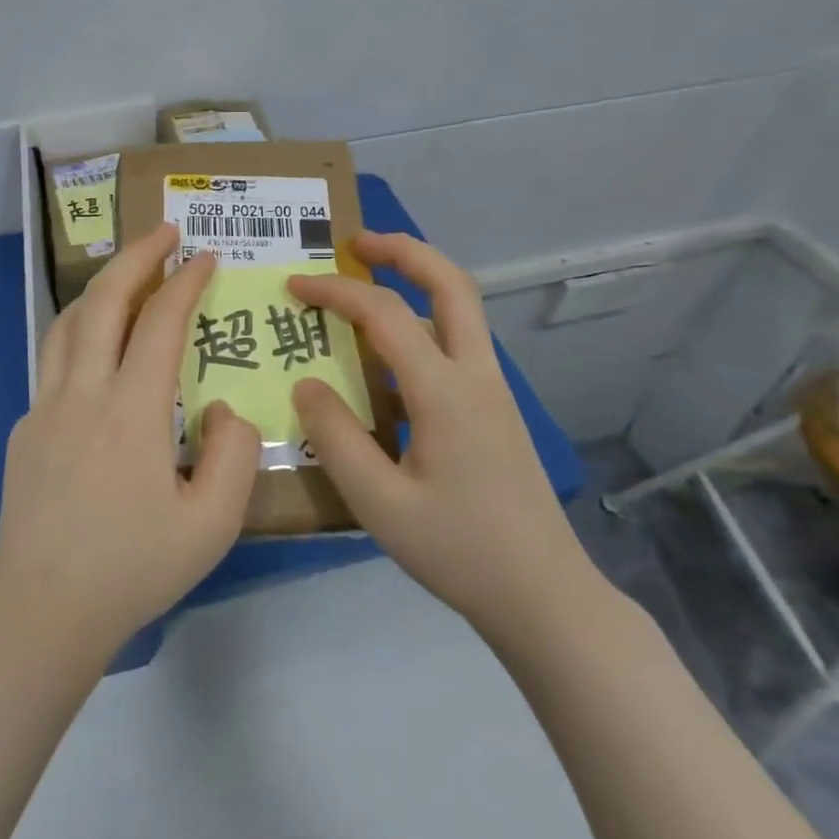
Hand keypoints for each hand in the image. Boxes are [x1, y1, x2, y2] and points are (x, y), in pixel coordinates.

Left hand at [0, 223, 260, 662]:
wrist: (42, 611)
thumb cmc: (133, 569)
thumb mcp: (213, 523)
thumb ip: (234, 454)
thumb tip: (221, 408)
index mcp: (131, 410)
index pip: (160, 322)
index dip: (186, 281)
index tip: (207, 256)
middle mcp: (83, 393)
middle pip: (104, 301)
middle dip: (137, 256)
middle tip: (164, 231)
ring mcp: (44, 408)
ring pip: (69, 323)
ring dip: (102, 287)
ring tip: (129, 274)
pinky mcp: (24, 429)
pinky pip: (54, 361)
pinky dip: (81, 333)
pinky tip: (98, 351)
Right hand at [288, 233, 597, 641]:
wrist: (544, 595)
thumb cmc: (460, 552)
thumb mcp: (380, 504)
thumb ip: (336, 438)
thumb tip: (307, 384)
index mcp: (445, 392)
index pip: (385, 314)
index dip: (336, 291)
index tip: (294, 287)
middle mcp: (476, 375)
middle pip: (451, 283)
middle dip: (403, 251)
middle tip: (357, 243)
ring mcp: (493, 390)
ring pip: (461, 309)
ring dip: (418, 280)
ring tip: (370, 281)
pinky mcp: (495, 410)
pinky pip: (458, 342)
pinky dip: (424, 319)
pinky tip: (392, 352)